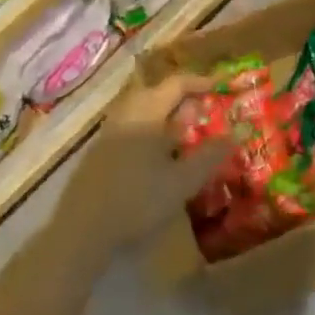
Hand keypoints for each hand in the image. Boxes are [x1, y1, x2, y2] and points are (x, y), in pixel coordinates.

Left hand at [85, 72, 220, 247]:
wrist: (81, 232)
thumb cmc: (137, 201)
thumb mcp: (183, 181)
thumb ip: (210, 156)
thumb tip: (233, 134)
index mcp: (146, 114)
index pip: (176, 84)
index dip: (201, 81)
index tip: (221, 85)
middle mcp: (125, 116)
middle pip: (154, 93)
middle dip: (180, 97)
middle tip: (202, 108)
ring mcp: (107, 135)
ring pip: (140, 112)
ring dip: (163, 115)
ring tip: (183, 133)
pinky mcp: (97, 155)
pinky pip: (129, 128)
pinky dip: (148, 131)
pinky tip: (157, 157)